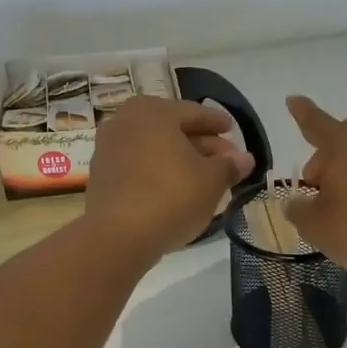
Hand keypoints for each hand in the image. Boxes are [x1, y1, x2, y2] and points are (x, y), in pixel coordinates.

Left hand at [85, 97, 254, 260]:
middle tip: (225, 158)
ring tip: (205, 176)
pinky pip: (138, 165)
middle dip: (201, 143)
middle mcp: (125, 121)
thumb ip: (229, 166)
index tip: (232, 129)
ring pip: (154, 148)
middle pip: (171, 129)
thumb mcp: (211, 181)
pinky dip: (159, 171)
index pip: (193, 112)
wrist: (118, 236)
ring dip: (179, 158)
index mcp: (153, 112)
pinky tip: (176, 189)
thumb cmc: (171, 196)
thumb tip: (245, 159)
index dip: (216, 122)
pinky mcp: (101, 176)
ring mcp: (109, 148)